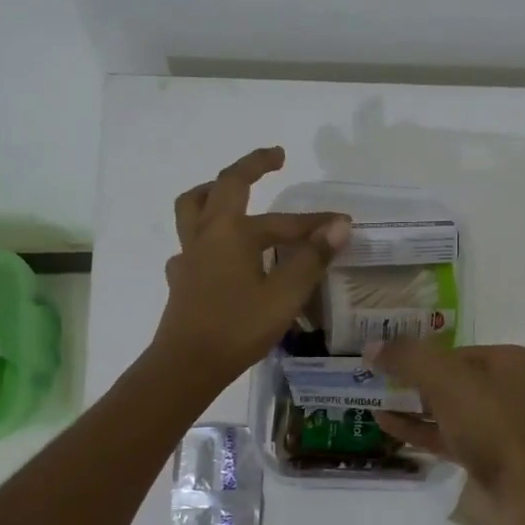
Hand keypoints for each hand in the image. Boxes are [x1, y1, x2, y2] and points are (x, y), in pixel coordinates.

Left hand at [151, 147, 350, 390]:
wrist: (187, 366)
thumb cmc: (238, 327)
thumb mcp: (284, 294)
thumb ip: (312, 258)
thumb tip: (339, 225)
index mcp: (231, 232)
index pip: (282, 220)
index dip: (314, 220)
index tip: (342, 222)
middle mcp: (206, 235)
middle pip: (222, 187)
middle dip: (250, 168)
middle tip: (273, 159)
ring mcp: (189, 257)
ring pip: (194, 209)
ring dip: (214, 193)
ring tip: (232, 193)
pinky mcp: (182, 280)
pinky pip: (192, 244)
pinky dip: (208, 236)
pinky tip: (220, 255)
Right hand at [367, 340, 524, 524]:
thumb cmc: (492, 425)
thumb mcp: (446, 381)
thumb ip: (407, 359)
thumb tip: (372, 347)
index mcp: (510, 362)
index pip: (454, 350)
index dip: (419, 354)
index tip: (385, 361)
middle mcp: (509, 389)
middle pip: (451, 379)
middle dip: (413, 381)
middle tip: (375, 381)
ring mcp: (501, 426)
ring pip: (449, 409)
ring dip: (412, 406)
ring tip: (373, 402)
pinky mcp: (490, 457)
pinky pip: (449, 436)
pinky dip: (420, 430)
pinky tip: (387, 426)